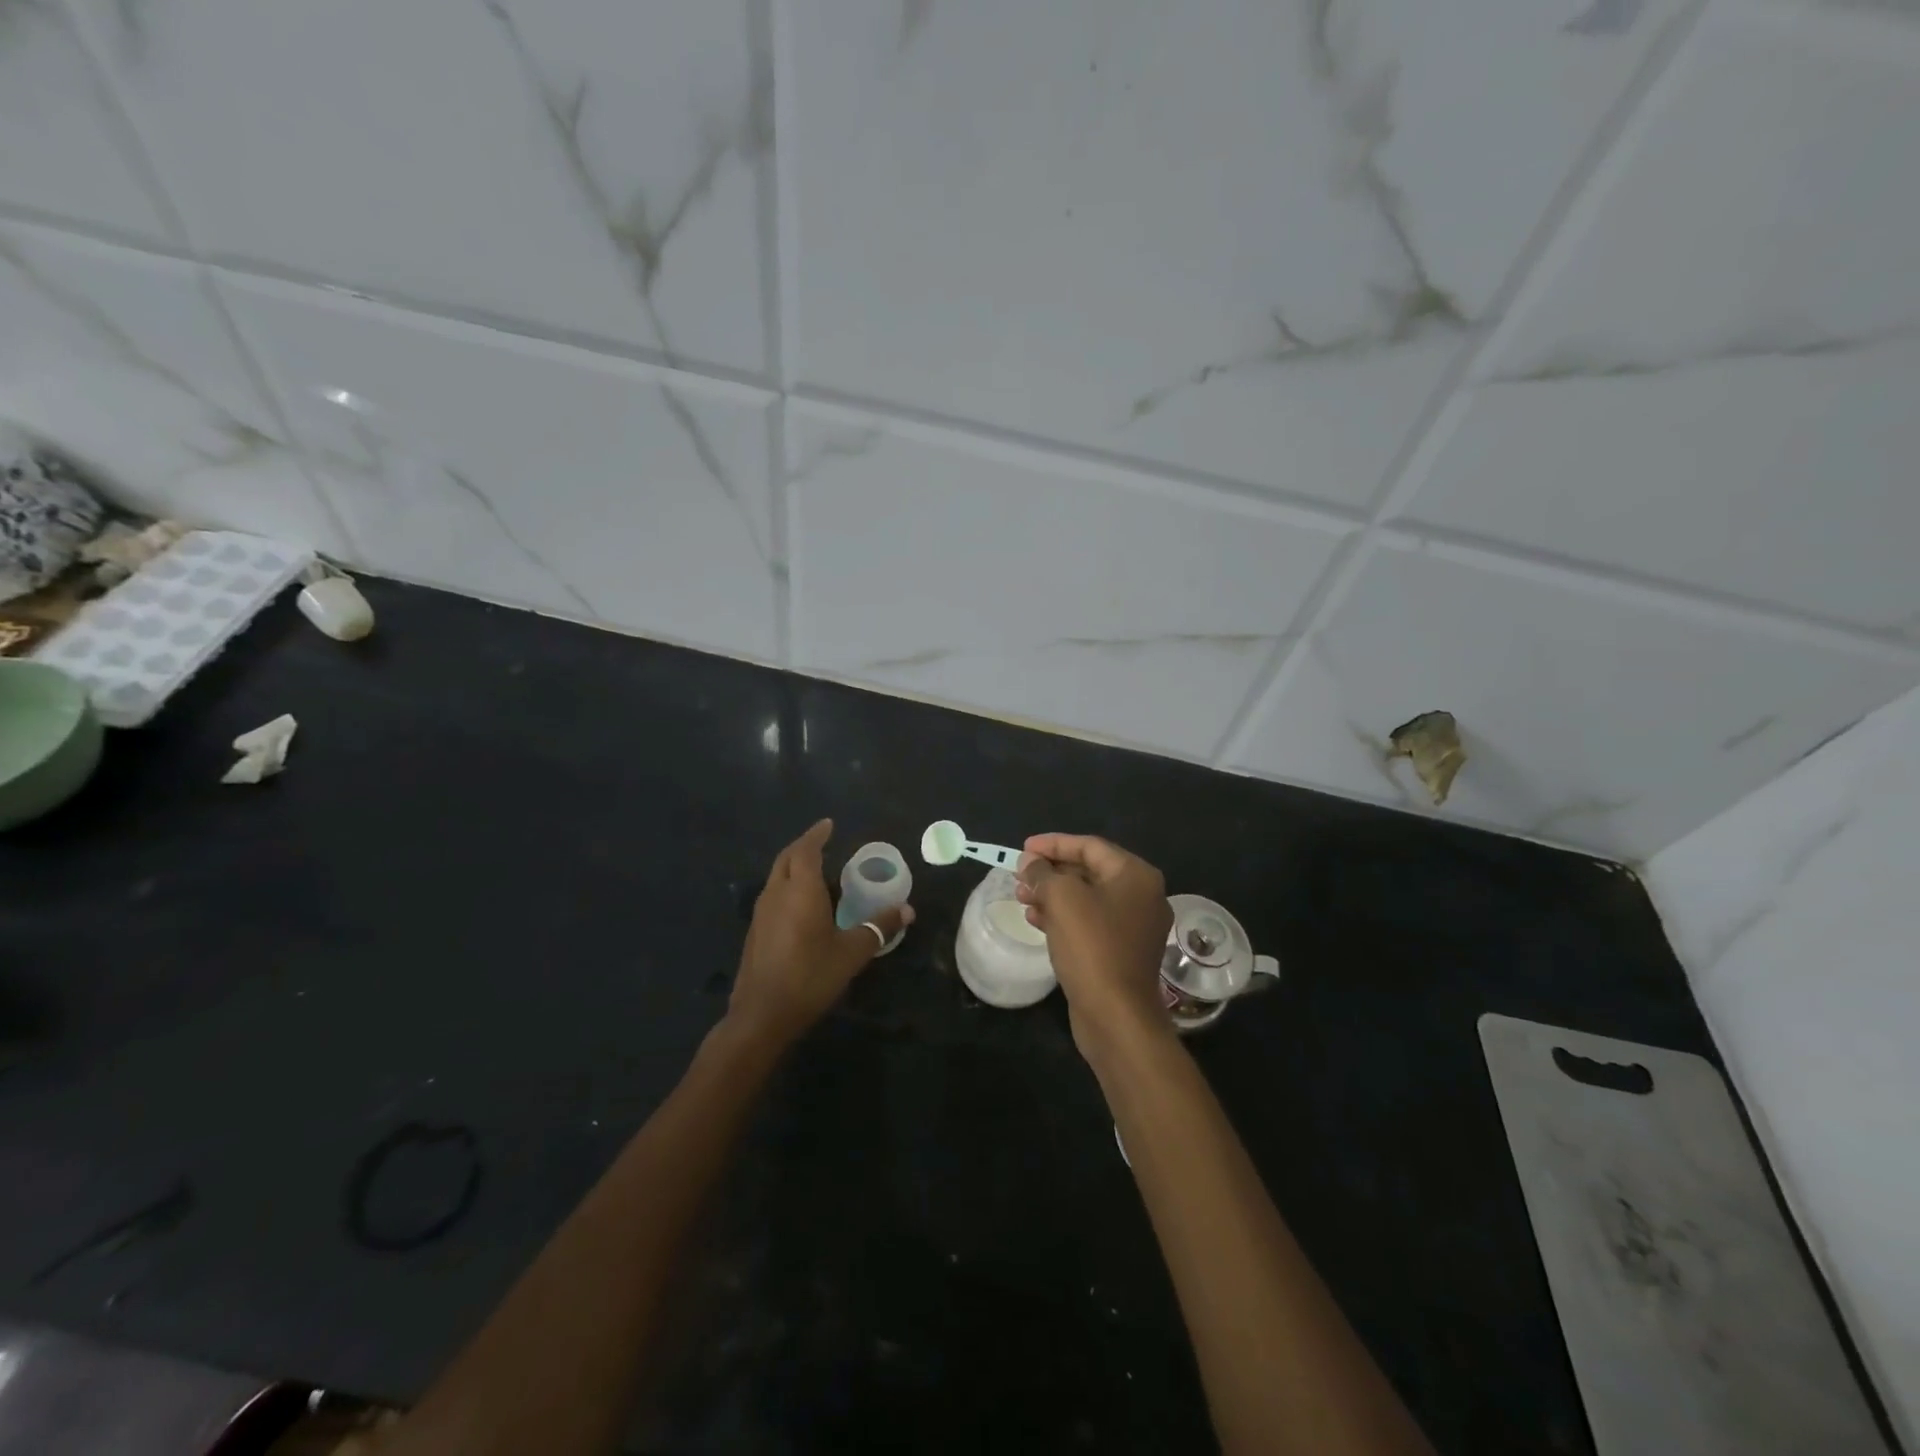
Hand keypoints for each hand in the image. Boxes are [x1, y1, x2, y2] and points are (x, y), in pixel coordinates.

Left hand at [728, 819, 912, 1047]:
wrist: (761, 1015)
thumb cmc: (810, 976)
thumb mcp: (852, 953)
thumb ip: (879, 927)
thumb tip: (907, 910)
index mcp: (799, 890)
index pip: (806, 850)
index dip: (816, 835)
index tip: (828, 825)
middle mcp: (776, 894)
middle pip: (786, 858)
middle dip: (804, 847)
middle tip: (823, 843)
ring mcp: (761, 913)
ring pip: (776, 877)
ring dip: (794, 867)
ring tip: (817, 872)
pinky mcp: (755, 932)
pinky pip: (772, 896)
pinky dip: (787, 887)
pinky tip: (803, 906)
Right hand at [1016, 833, 1171, 1061]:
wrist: (1116, 1016)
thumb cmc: (1092, 946)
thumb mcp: (1062, 899)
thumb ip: (1042, 873)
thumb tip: (1029, 863)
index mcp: (1135, 876)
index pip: (1089, 846)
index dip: (1053, 844)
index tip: (1023, 849)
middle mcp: (1141, 896)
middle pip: (1089, 871)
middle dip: (1050, 871)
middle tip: (1018, 875)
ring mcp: (1134, 927)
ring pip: (1086, 898)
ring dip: (1052, 894)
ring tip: (1021, 898)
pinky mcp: (1121, 952)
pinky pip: (1089, 923)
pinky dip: (1062, 917)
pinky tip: (1035, 921)